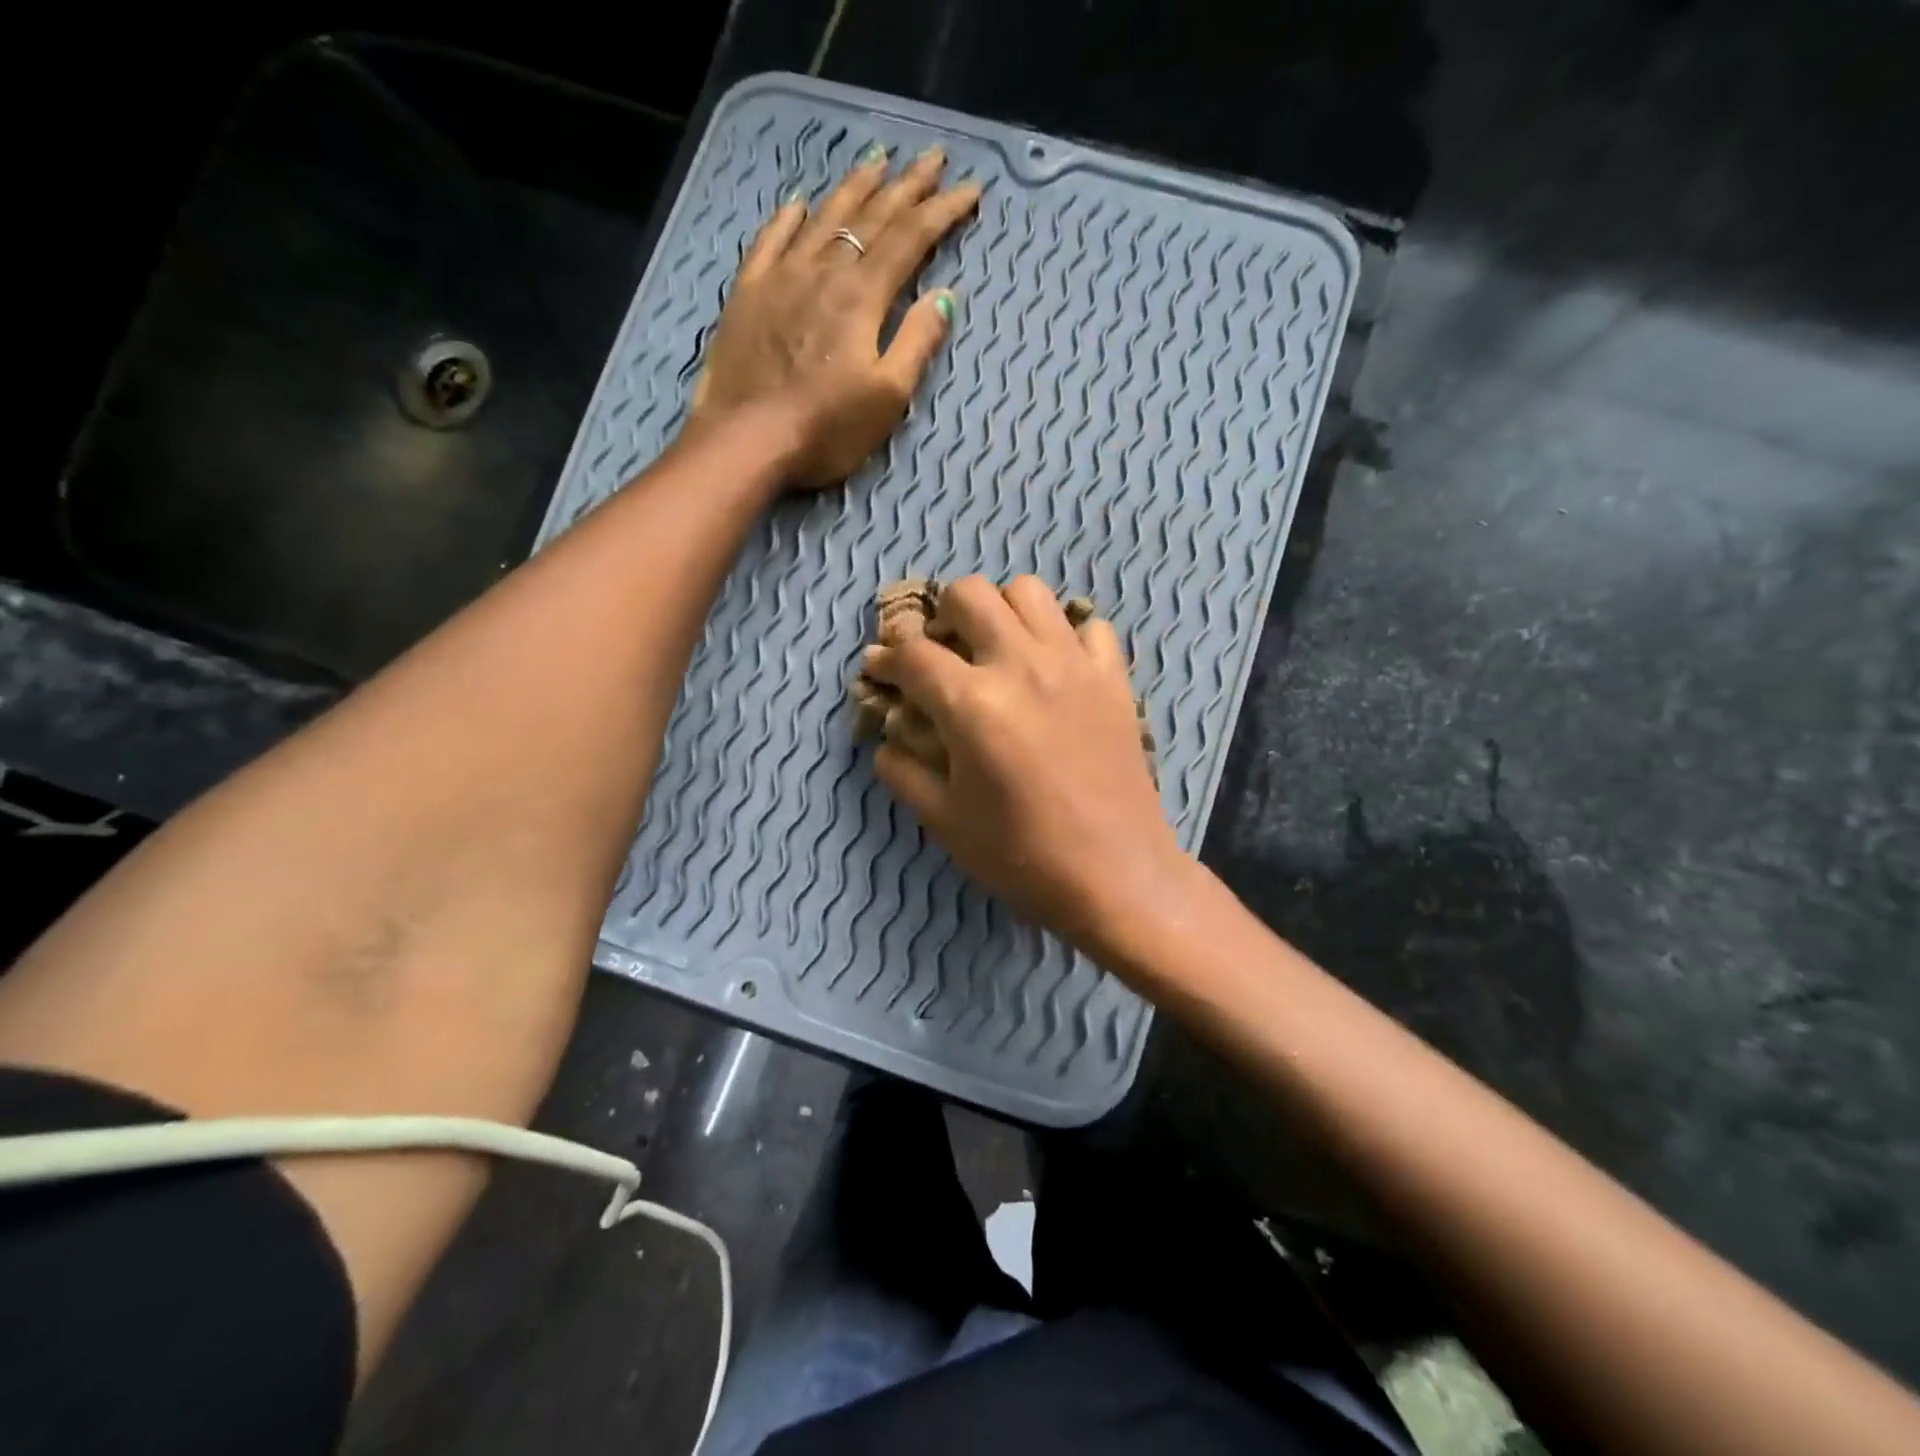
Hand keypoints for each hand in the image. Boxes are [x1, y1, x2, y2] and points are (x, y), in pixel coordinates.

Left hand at [690, 144, 981, 488]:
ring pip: (823, 217)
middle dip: (907, 185)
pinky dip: (789, 218)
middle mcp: (823, 271)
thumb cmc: (825, 428)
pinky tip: (799, 203)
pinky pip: (770, 240)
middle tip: (932, 157)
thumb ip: (916, 342)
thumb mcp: (887, 397)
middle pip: (871, 216)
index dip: (942, 211)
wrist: (747, 440)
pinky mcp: (748, 293)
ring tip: (877, 159)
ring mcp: (781, 277)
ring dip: (854, 186)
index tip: (969, 190)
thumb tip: (944, 296)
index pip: (910, 238)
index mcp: (862, 296)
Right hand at [863, 577, 1184, 961]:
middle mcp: (1022, 665)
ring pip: (1029, 591)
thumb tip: (887, 735)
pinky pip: (1088, 626)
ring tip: (997, 650)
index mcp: (972, 703)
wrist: (1114, 875)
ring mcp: (1073, 665)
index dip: (886, 658)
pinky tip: (1055, 668)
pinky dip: (1065, 636)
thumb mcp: (944, 821)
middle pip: (970, 594)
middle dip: (942, 617)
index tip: (878, 669)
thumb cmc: (1021, 855)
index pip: (913, 655)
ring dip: (1002, 611)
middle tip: (942, 654)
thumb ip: (902, 770)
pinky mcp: (1113, 678)